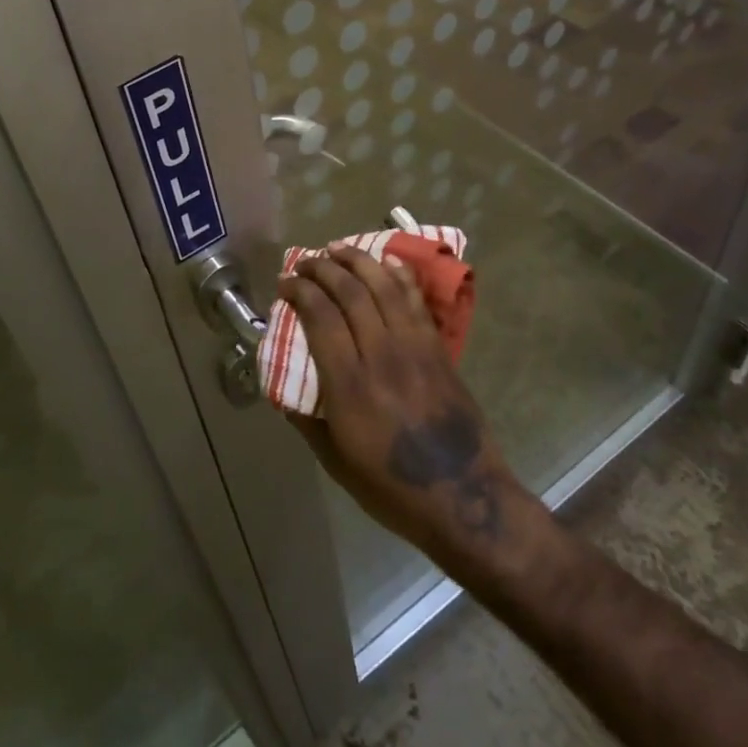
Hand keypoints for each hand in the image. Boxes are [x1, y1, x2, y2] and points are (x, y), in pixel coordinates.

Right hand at [281, 245, 533, 573]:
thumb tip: (283, 387)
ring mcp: (414, 347)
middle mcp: (381, 354)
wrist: (464, 496)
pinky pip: (416, 299)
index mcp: (349, 384)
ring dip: (358, 260)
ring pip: (383, 286)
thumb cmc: (391, 487)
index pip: (320, 316)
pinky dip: (398, 274)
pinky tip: (386, 262)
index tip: (285, 283)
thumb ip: (306, 420)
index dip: (299, 291)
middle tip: (305, 262)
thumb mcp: (335, 461)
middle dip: (322, 268)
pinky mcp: (437, 348)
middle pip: (349, 292)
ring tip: (338, 250)